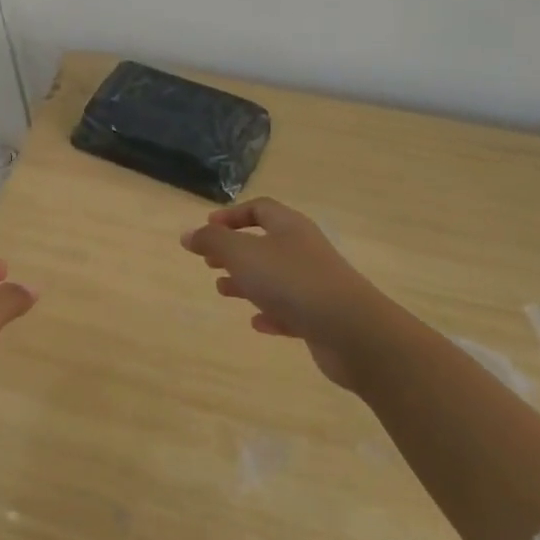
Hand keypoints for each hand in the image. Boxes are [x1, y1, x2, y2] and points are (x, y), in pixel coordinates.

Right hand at [181, 197, 386, 390]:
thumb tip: (188, 234)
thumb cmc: (291, 281)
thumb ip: (212, 241)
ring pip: (275, 277)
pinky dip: (270, 312)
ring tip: (222, 290)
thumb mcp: (242, 254)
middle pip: (266, 242)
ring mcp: (316, 284)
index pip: (260, 209)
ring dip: (248, 281)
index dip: (232, 215)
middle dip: (235, 250)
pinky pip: (290, 309)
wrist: (351, 330)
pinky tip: (257, 323)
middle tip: (209, 261)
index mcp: (289, 227)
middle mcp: (304, 250)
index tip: (207, 227)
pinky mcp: (321, 316)